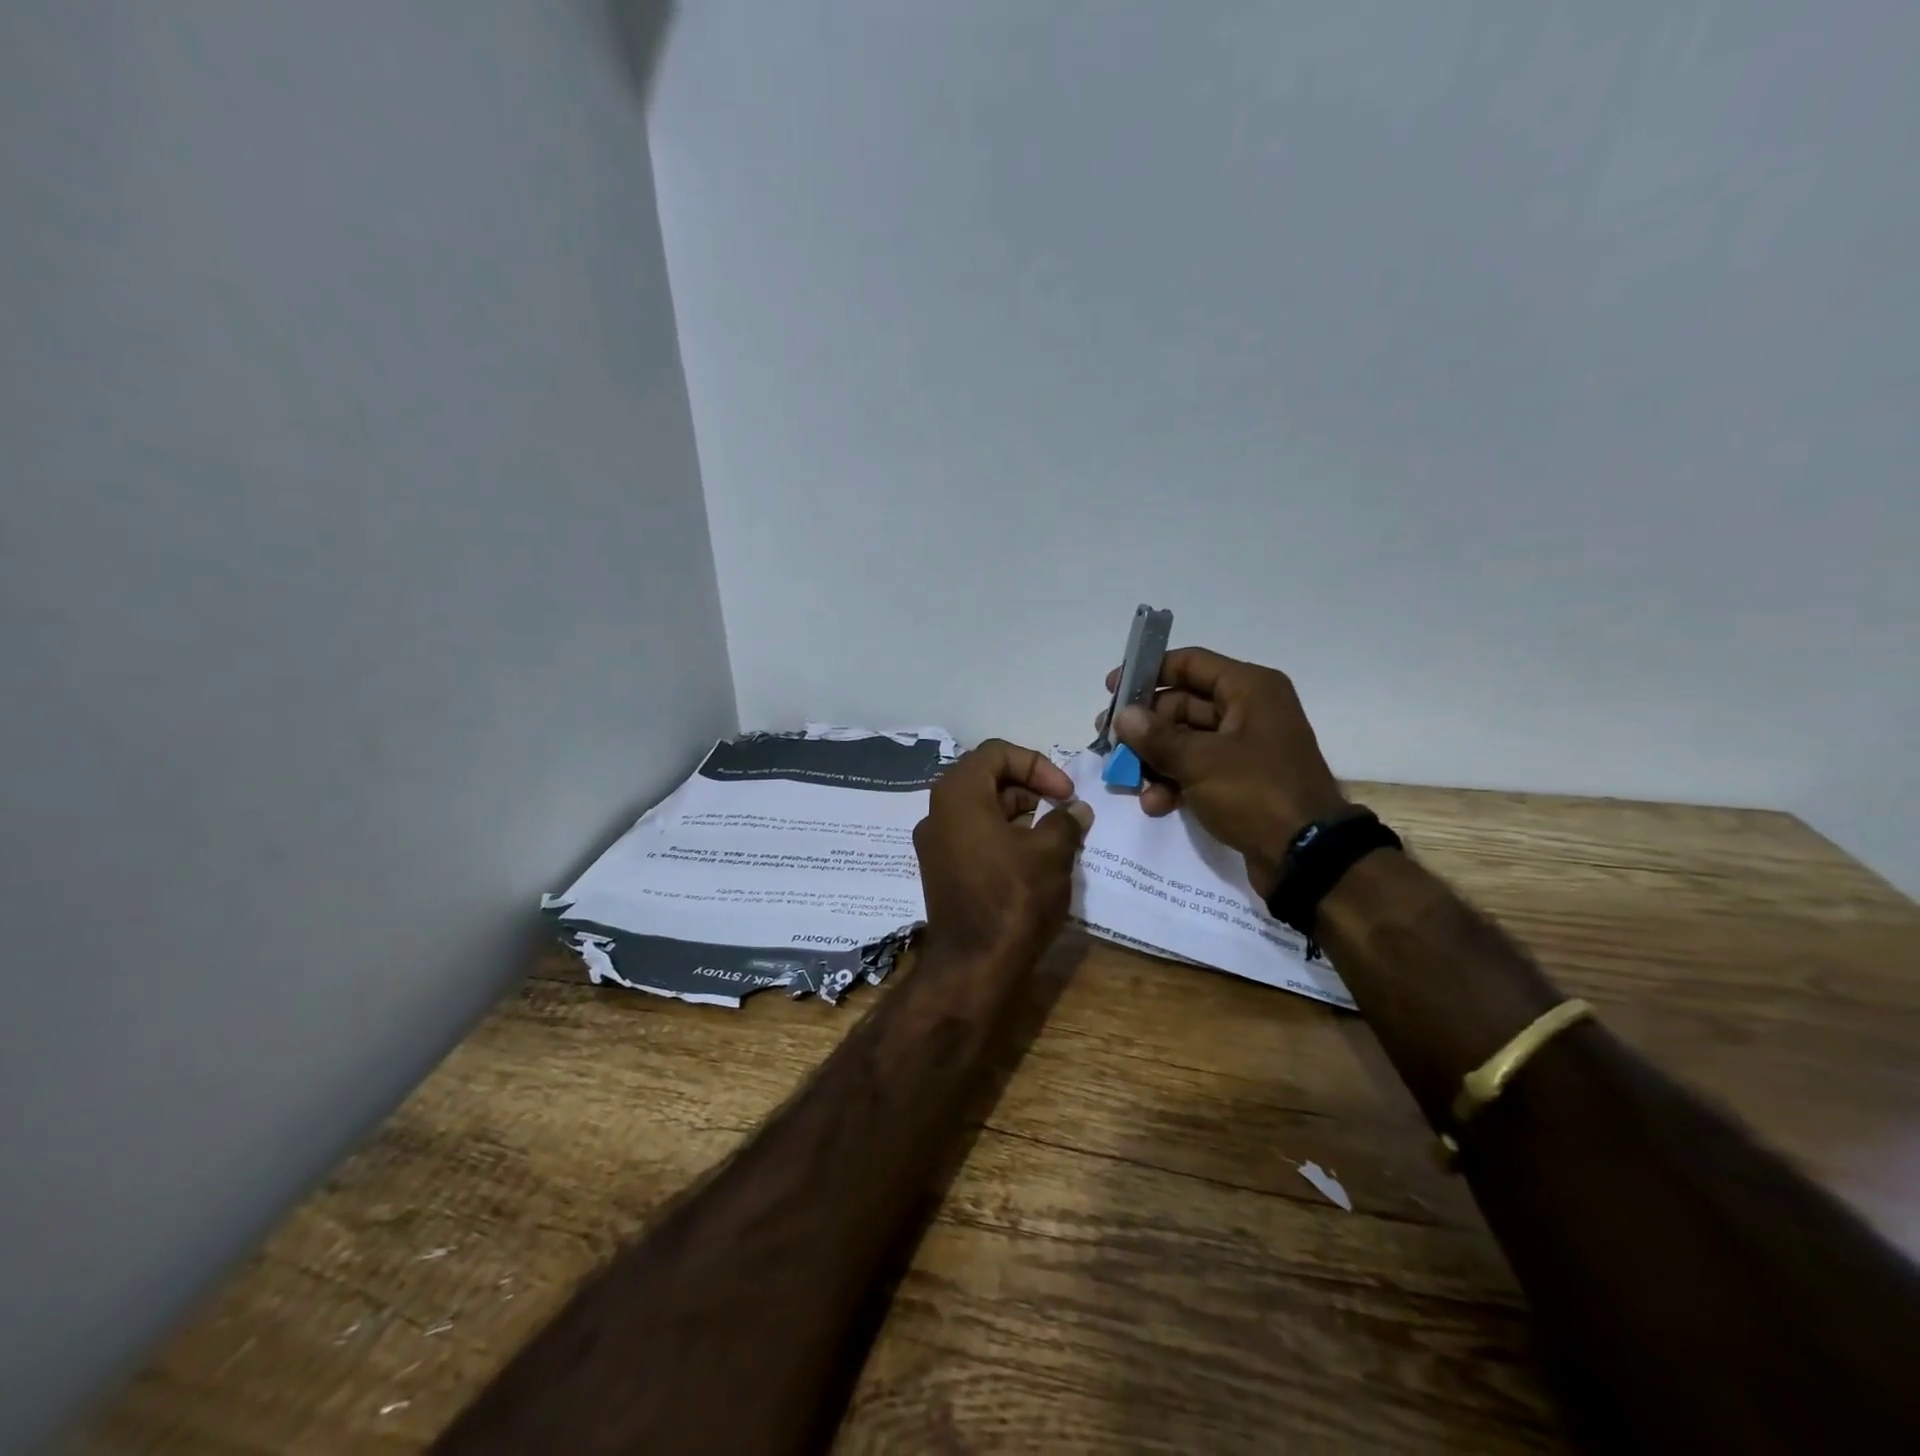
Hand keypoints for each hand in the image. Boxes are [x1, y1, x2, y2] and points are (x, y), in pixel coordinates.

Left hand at [913, 739, 1093, 956]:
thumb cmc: (1012, 898)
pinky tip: (1032, 860)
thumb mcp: (1051, 853)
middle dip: (1029, 789)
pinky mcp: (940, 871)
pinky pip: (972, 836)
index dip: (1037, 764)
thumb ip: (1065, 821)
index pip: (997, 752)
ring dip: (1019, 814)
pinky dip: (1002, 837)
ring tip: (1053, 838)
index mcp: (958, 794)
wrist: (973, 968)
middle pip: (986, 779)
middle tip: (1061, 812)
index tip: (1065, 793)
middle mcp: (937, 812)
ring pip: (980, 810)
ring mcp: (934, 844)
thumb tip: (1076, 810)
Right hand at [1099, 648, 1346, 896]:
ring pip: (1185, 741)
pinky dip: (1174, 782)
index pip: (1190, 663)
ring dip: (1155, 760)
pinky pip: (1198, 769)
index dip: (1148, 673)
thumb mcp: (1200, 762)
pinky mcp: (1241, 780)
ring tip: (1128, 781)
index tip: (1112, 690)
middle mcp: (1249, 710)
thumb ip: (1156, 736)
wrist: (1306, 857)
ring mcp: (1245, 747)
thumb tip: (1124, 716)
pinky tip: (1155, 805)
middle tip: (1110, 744)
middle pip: (1182, 705)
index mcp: (1249, 689)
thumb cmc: (1256, 793)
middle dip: (1145, 728)